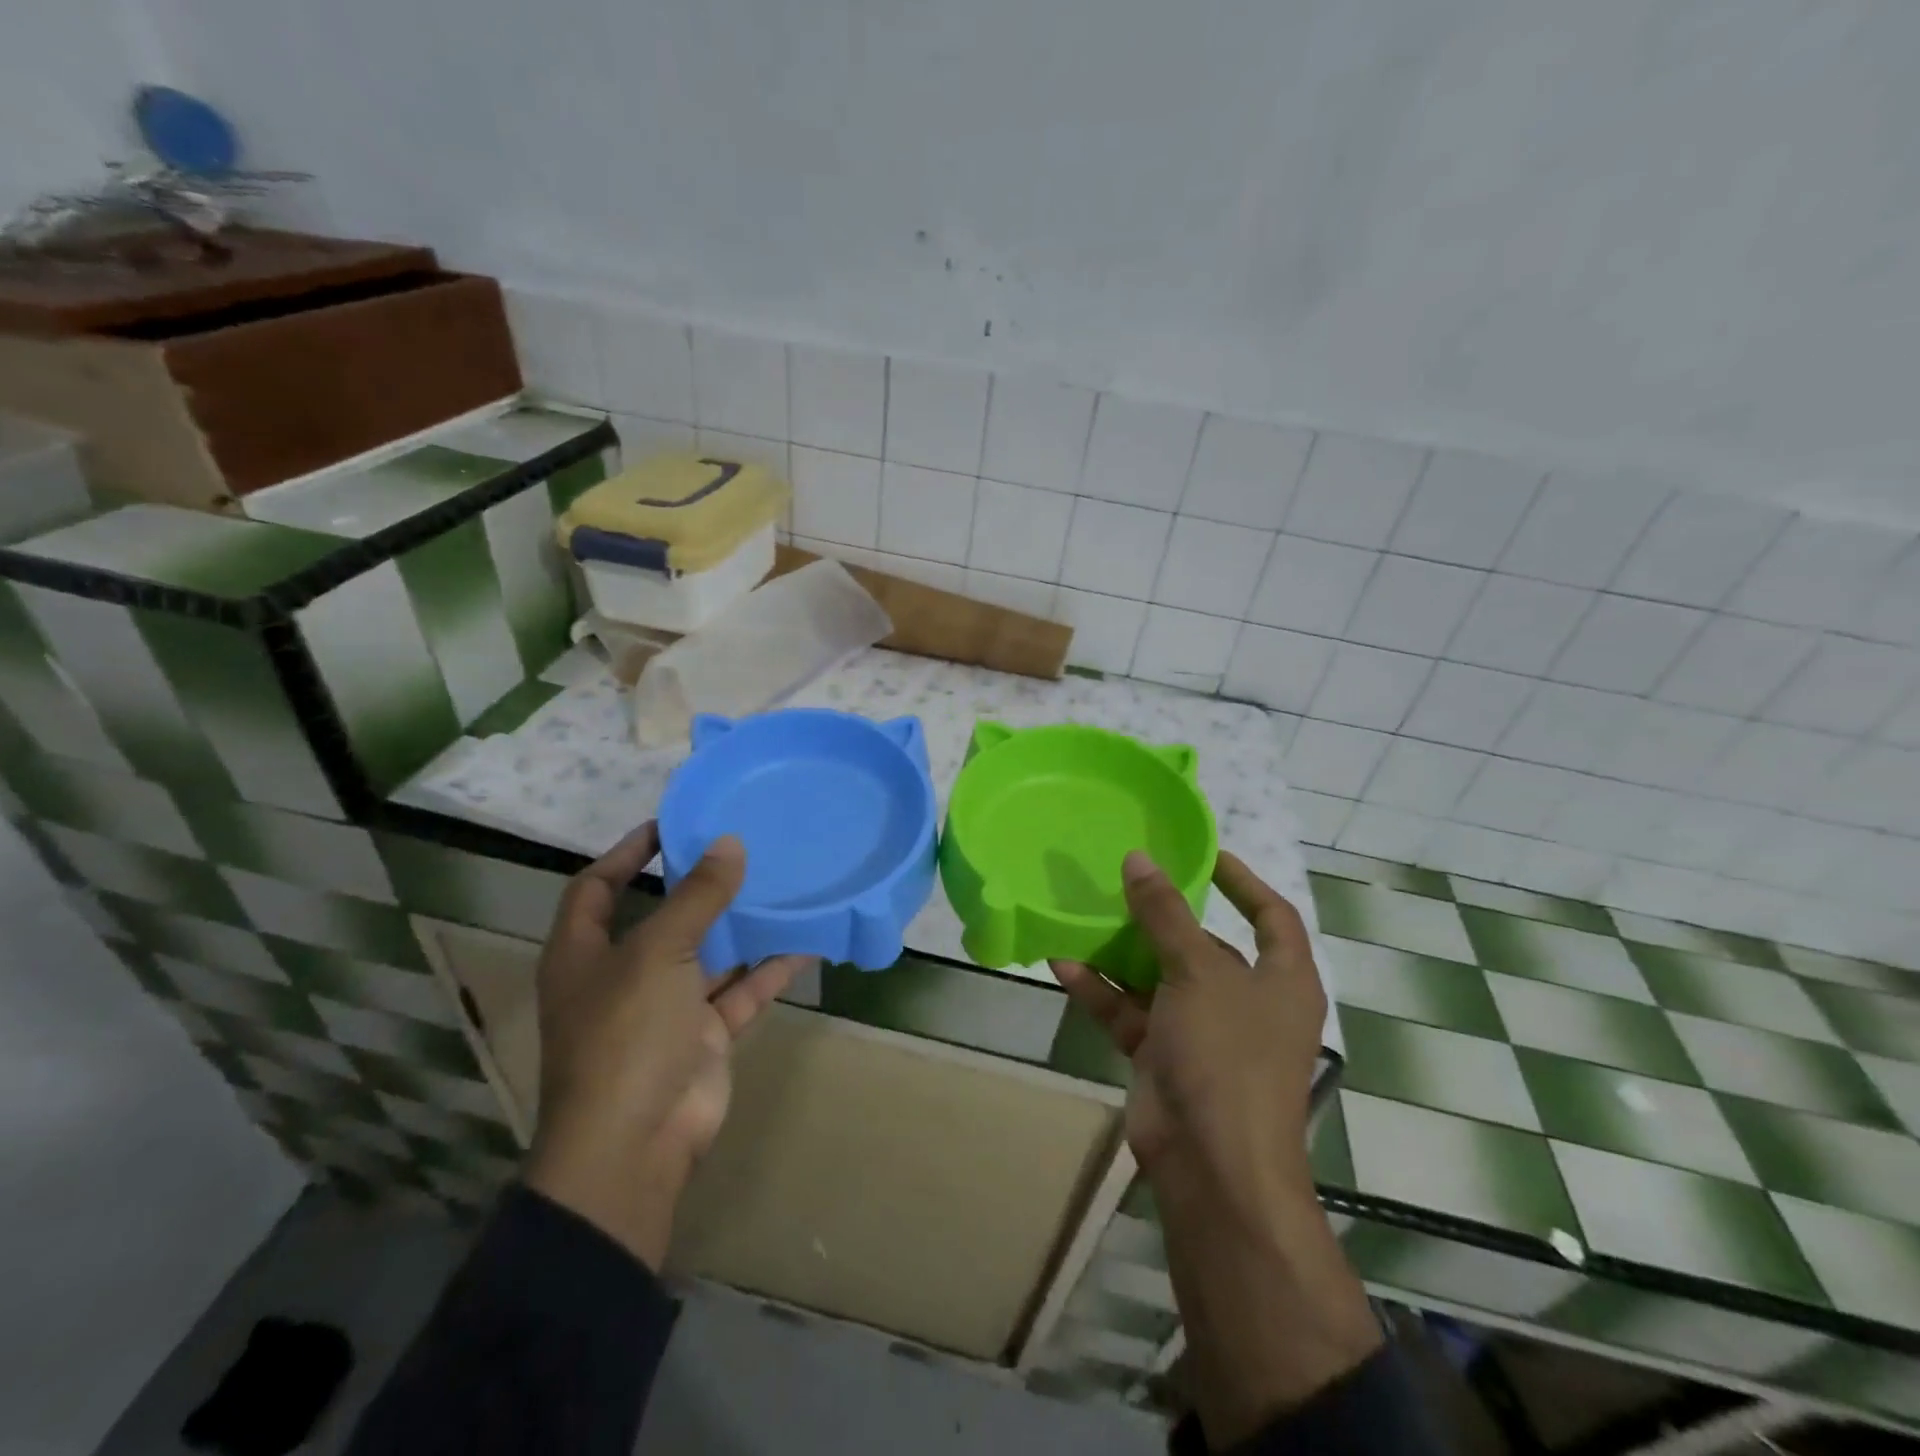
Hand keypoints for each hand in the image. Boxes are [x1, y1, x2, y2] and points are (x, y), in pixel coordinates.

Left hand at [524, 823, 811, 1268]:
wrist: (637, 1144)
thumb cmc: (626, 1034)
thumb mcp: (657, 953)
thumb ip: (697, 897)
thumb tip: (729, 843)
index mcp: (585, 953)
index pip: (597, 887)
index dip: (627, 852)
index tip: (671, 824)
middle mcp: (622, 975)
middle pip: (660, 917)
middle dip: (696, 885)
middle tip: (739, 847)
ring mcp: (665, 1008)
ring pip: (708, 954)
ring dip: (740, 925)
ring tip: (779, 883)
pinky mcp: (703, 1035)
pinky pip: (740, 991)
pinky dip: (768, 970)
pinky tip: (804, 942)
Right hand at [1050, 850, 1325, 1214]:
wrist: (1213, 1167)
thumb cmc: (1226, 1055)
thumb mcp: (1197, 973)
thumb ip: (1165, 914)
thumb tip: (1139, 859)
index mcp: (1282, 980)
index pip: (1271, 915)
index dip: (1242, 881)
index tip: (1203, 854)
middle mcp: (1246, 1002)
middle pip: (1204, 945)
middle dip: (1163, 916)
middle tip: (1123, 880)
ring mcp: (1204, 1032)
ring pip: (1158, 978)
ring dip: (1121, 952)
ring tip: (1083, 913)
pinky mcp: (1165, 1057)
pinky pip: (1130, 1012)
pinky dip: (1100, 991)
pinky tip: (1063, 964)